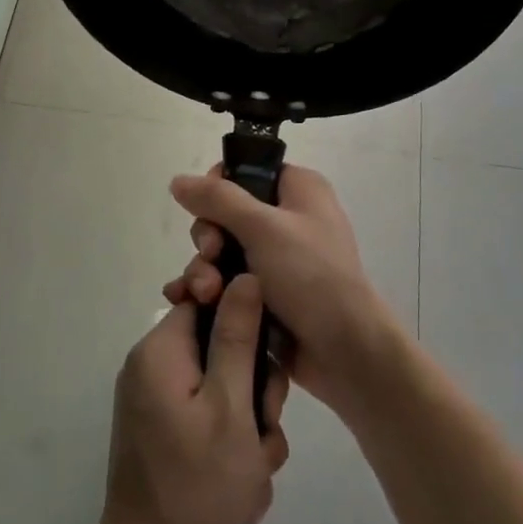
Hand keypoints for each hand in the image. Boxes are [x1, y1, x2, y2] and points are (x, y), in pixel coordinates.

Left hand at [92, 275, 289, 523]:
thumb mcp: (231, 406)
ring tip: (253, 468)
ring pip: (224, 387)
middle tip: (262, 430)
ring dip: (249, 425)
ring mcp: (157, 401)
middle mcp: (153, 366)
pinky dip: (232, 445)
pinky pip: (210, 416)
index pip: (210, 300)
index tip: (269, 363)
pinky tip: (242, 485)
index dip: (248, 324)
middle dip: (254, 388)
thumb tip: (244, 275)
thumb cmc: (196, 484)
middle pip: (221, 346)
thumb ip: (238, 336)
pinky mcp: (164, 430)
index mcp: (161, 350)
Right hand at [166, 164, 403, 421]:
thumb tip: (178, 180)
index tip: (207, 210)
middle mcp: (288, 219)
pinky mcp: (266, 296)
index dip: (219, 188)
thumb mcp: (263, 228)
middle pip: (226, 215)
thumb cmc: (311, 276)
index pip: (246, 172)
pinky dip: (208, 292)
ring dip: (205, 271)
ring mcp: (277, 260)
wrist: (344, 351)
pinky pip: (227, 284)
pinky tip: (186, 303)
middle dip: (209, 239)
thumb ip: (217, 199)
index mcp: (298, 191)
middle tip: (211, 256)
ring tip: (205, 294)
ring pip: (222, 253)